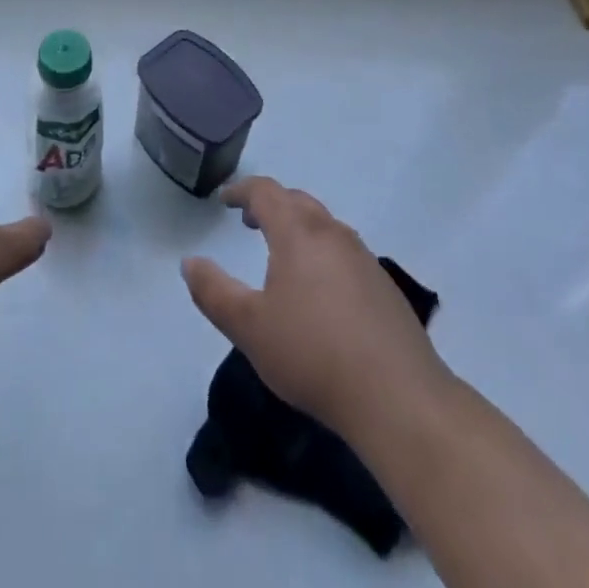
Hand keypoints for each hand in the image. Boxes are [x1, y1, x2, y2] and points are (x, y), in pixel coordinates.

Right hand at [182, 177, 446, 435]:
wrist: (398, 397)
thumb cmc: (313, 354)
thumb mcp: (248, 327)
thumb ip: (213, 292)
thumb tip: (190, 262)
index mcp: (298, 233)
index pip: (266, 192)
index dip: (241, 190)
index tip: (224, 200)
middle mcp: (332, 233)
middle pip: (297, 201)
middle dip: (270, 204)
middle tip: (249, 220)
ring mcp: (363, 258)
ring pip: (324, 224)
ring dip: (298, 226)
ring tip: (282, 253)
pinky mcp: (384, 286)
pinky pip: (344, 251)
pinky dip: (322, 251)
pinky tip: (320, 289)